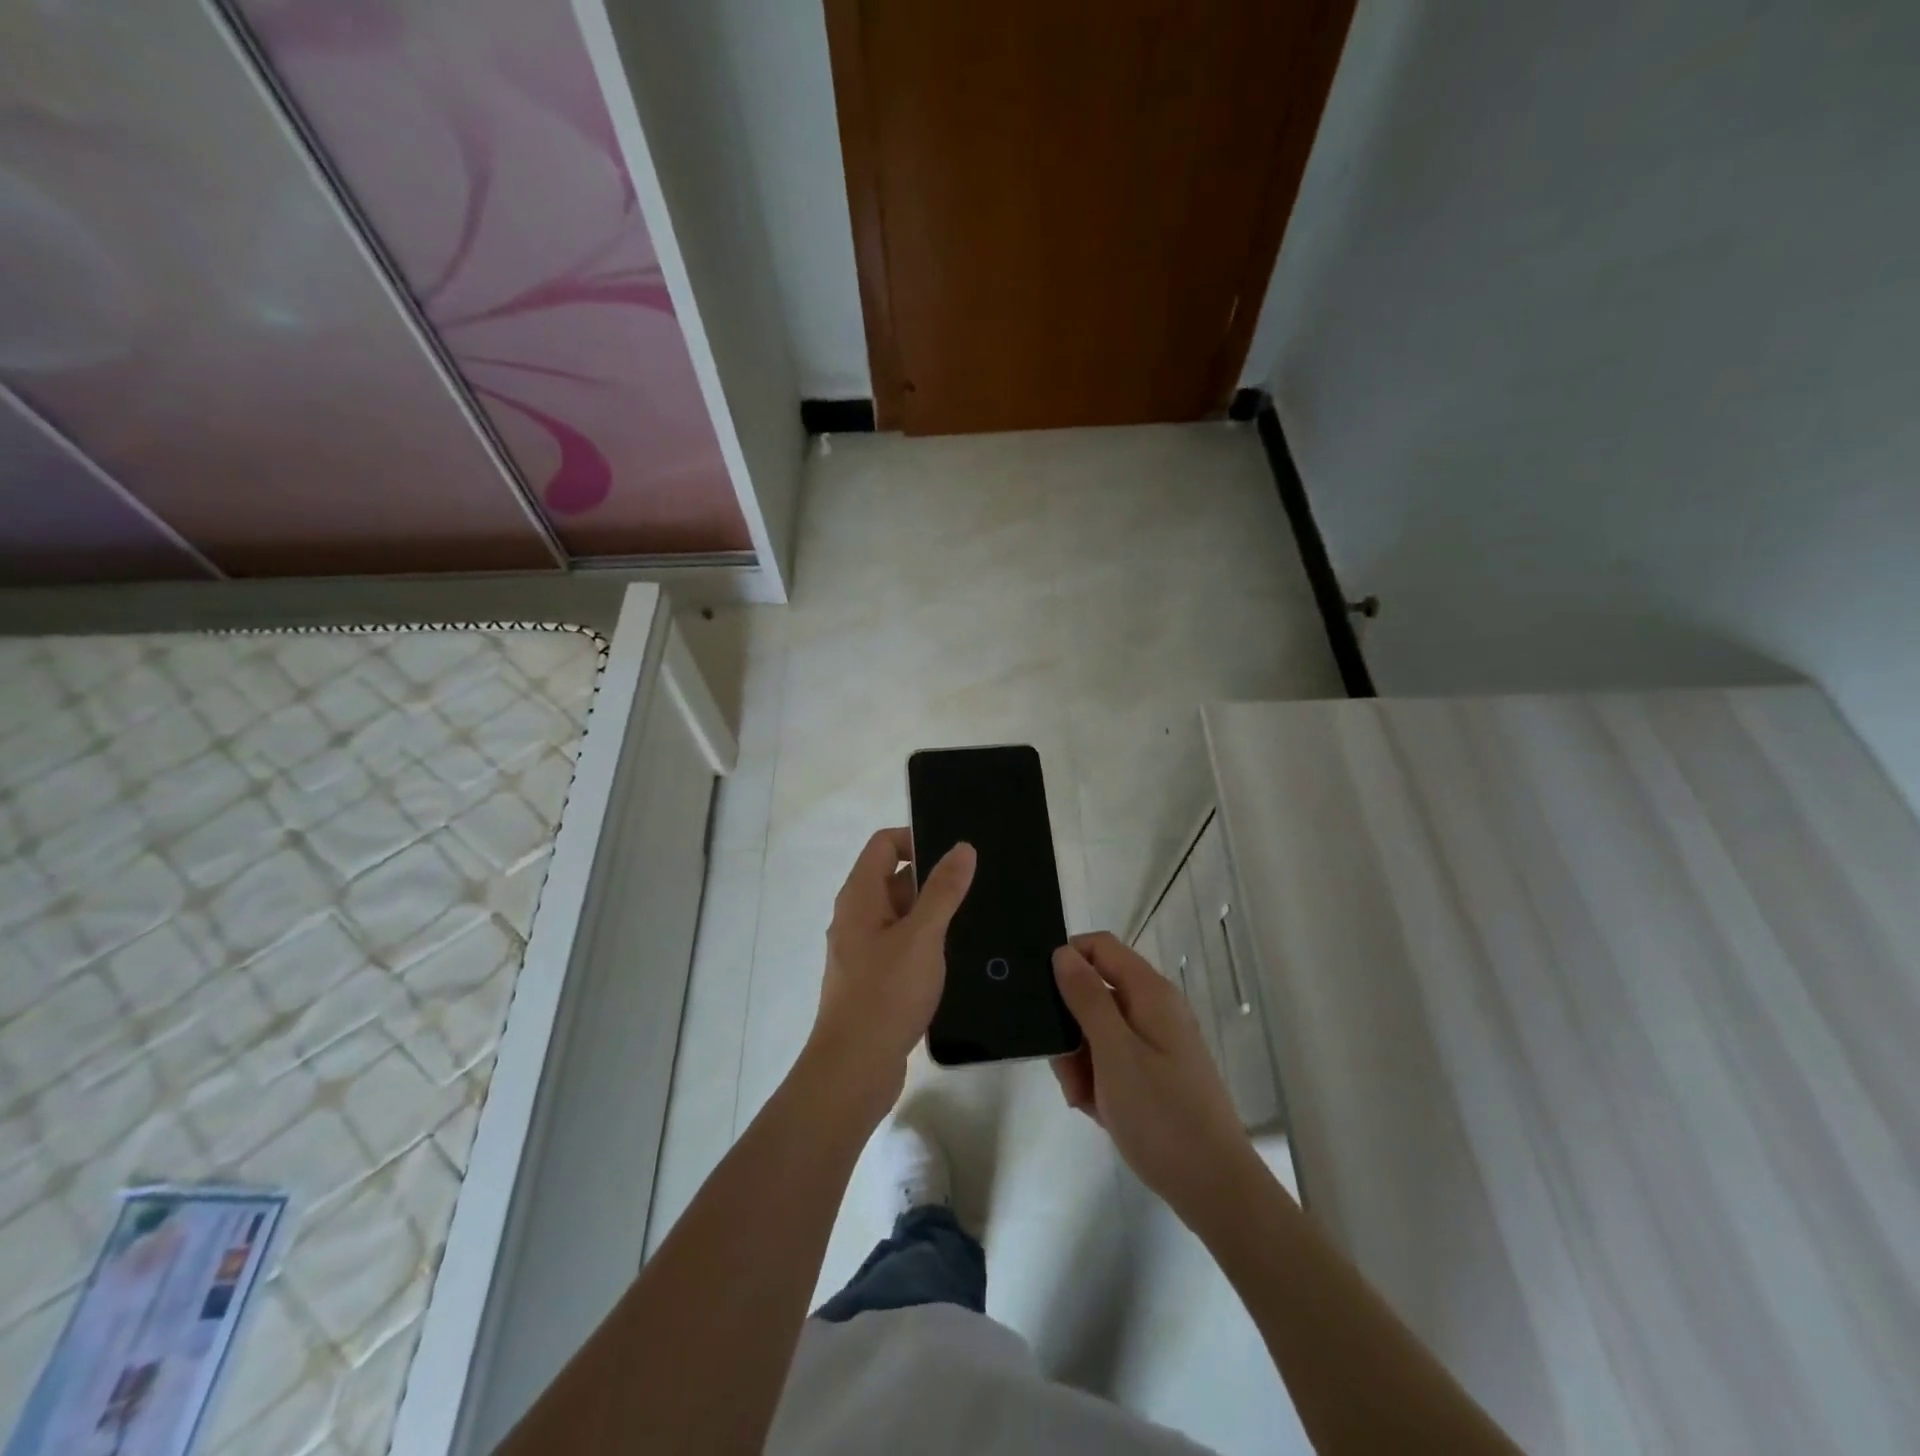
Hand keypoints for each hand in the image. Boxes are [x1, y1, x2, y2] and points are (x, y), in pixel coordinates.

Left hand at [805, 827, 976, 1117]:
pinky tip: (956, 958)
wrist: (854, 1070)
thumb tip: (962, 847)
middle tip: (976, 888)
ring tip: (975, 921)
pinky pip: (902, 946)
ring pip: (901, 916)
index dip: (917, 839)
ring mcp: (863, 950)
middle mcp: (856, 917)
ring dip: (932, 914)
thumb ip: (943, 890)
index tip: (955, 855)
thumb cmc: (885, 994)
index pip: (884, 844)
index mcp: (859, 896)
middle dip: (933, 880)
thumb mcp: (922, 936)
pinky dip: (925, 944)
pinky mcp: (874, 980)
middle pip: (894, 879)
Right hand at [1051, 932, 1260, 1223]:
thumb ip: (1086, 997)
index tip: (1041, 996)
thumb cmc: (1160, 1115)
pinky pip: (1114, 1060)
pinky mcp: (1156, 1074)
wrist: (1214, 1189)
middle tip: (1064, 1069)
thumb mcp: (1113, 1052)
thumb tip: (1062, 953)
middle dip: (1070, 1026)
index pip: (1099, 947)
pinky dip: (1098, 1080)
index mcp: (1149, 993)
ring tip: (1083, 1100)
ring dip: (1080, 1060)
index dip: (1067, 959)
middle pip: (1095, 992)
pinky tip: (1097, 1110)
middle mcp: (1155, 1009)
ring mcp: (1157, 1043)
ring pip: (1099, 1030)